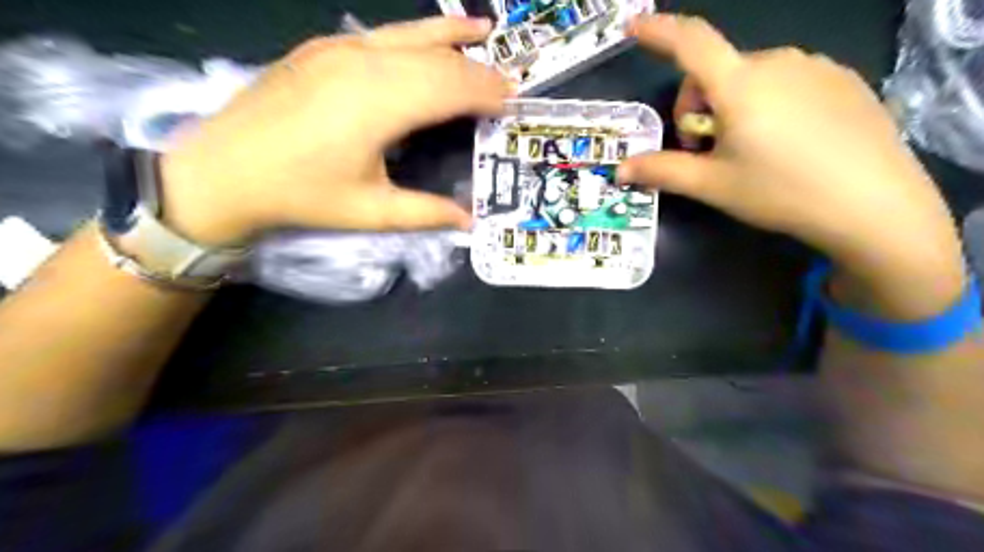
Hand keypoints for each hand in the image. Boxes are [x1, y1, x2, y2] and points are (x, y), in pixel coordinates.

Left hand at [157, 14, 510, 245]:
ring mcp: (340, 48)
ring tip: (483, 34)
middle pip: (437, 58)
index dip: (486, 92)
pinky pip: (383, 35)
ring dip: (451, 37)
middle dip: (477, 69)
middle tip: (507, 80)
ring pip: (411, 35)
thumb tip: (470, 221)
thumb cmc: (301, 195)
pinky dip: (416, 36)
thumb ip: (427, 212)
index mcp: (381, 104)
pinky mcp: (323, 47)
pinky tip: (428, 40)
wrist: (222, 171)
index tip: (513, 100)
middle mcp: (365, 63)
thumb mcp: (371, 211)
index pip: (451, 87)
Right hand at [617, 13, 967, 318]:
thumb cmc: (780, 191)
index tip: (633, 27)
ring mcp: (815, 67)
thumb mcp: (712, 185)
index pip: (690, 42)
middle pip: (717, 71)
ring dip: (733, 105)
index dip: (658, 31)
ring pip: (751, 77)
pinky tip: (787, 141)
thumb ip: (662, 171)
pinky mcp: (842, 79)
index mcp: (740, 84)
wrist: (872, 204)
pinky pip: (787, 80)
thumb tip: (620, 170)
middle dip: (699, 106)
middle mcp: (777, 62)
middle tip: (706, 150)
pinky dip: (768, 103)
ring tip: (748, 149)